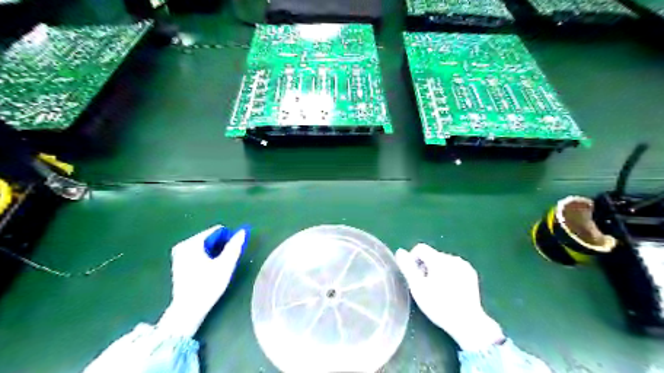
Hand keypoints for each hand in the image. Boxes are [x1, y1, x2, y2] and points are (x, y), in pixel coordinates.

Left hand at [158, 224, 247, 336]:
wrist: (188, 309)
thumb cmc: (208, 285)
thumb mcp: (225, 264)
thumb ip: (234, 246)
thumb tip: (242, 231)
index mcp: (192, 242)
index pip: (217, 231)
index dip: (229, 239)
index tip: (233, 253)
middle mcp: (183, 245)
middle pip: (210, 238)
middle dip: (221, 246)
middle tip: (226, 262)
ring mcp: (179, 254)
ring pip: (205, 246)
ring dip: (215, 253)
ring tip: (218, 268)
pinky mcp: (179, 263)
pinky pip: (198, 253)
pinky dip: (206, 257)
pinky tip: (209, 271)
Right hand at [393, 243, 503, 350]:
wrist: (467, 322)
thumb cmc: (438, 305)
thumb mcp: (417, 287)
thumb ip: (407, 267)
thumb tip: (400, 251)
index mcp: (439, 259)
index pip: (420, 248)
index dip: (413, 259)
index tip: (413, 276)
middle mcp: (452, 258)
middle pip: (431, 255)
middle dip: (425, 267)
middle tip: (424, 286)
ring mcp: (464, 265)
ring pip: (442, 261)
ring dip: (436, 270)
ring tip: (437, 289)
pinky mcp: (471, 274)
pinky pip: (454, 267)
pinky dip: (448, 274)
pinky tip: (449, 290)